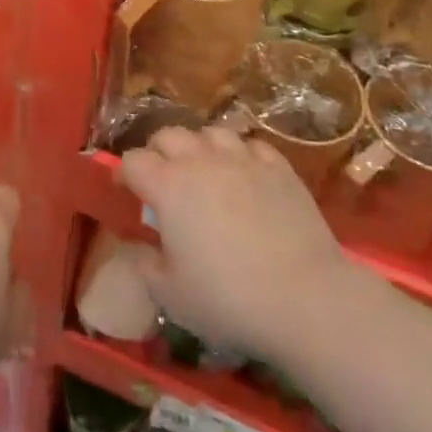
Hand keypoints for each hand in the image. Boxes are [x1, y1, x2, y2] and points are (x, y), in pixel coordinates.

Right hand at [119, 127, 347, 357]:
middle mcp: (200, 161)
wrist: (306, 298)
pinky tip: (245, 175)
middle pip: (167, 134)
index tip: (127, 191)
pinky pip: (252, 145)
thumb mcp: (172, 296)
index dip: (125, 173)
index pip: (133, 161)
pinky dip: (242, 155)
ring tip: (205, 169)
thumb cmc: (230, 299)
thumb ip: (147, 266)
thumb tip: (141, 248)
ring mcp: (242, 159)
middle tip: (163, 178)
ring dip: (200, 146)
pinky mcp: (278, 167)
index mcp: (167, 186)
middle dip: (158, 151)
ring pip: (210, 132)